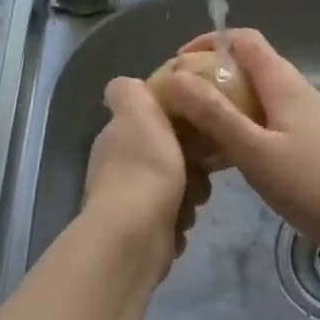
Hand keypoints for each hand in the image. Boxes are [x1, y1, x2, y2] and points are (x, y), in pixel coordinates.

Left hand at [84, 77, 210, 267]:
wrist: (135, 235)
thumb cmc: (145, 168)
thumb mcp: (138, 113)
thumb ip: (130, 92)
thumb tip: (124, 84)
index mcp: (117, 138)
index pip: (150, 121)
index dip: (176, 122)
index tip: (196, 126)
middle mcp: (118, 168)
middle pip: (167, 155)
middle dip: (190, 163)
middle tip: (201, 169)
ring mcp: (128, 202)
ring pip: (175, 187)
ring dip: (190, 193)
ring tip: (193, 199)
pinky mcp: (142, 232)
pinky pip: (173, 217)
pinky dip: (180, 219)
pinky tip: (181, 222)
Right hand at [161, 29, 319, 261]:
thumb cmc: (310, 183)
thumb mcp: (253, 149)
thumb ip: (214, 113)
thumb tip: (175, 76)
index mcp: (282, 81)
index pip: (243, 39)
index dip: (208, 43)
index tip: (176, 66)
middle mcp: (294, 89)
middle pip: (247, 66)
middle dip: (209, 78)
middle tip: (177, 105)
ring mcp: (305, 116)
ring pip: (256, 97)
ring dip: (223, 105)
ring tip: (192, 132)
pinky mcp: (309, 141)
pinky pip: (267, 121)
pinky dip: (241, 128)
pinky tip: (225, 158)